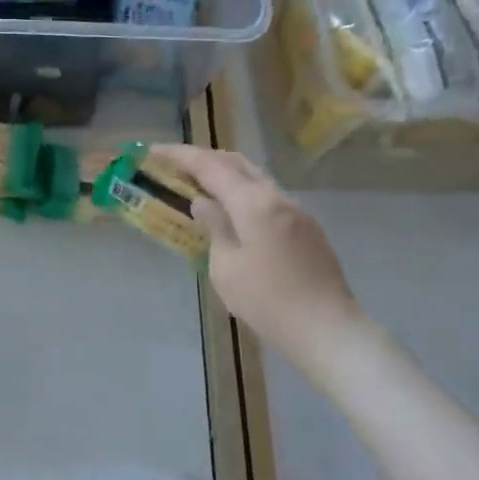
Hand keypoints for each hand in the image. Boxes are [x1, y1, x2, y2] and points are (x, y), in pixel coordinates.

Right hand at [148, 145, 370, 383]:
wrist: (326, 328)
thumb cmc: (266, 301)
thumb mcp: (225, 267)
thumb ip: (214, 228)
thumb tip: (204, 204)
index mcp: (253, 203)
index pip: (210, 166)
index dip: (179, 155)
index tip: (153, 151)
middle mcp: (277, 197)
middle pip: (236, 163)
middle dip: (203, 158)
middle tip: (174, 165)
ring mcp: (296, 211)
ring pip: (255, 179)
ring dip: (224, 175)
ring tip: (198, 185)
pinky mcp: (305, 228)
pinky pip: (267, 198)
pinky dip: (242, 194)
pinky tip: (230, 212)